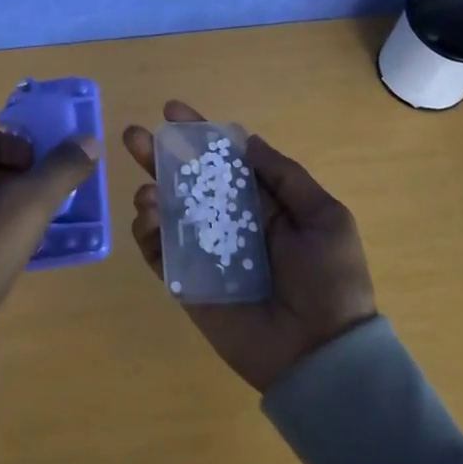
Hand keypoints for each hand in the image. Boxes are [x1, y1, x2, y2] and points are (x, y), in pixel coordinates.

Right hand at [122, 101, 377, 391]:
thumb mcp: (324, 216)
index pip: (223, 161)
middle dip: (159, 156)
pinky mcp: (187, 283)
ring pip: (167, 213)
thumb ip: (285, 176)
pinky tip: (148, 217)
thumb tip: (246, 140)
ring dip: (151, 193)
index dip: (197, 135)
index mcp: (262, 204)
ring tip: (148, 191)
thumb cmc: (329, 279)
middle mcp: (229, 223)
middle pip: (187, 182)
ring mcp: (204, 252)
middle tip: (133, 136)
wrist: (320, 352)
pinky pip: (159, 253)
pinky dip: (147, 233)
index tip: (171, 111)